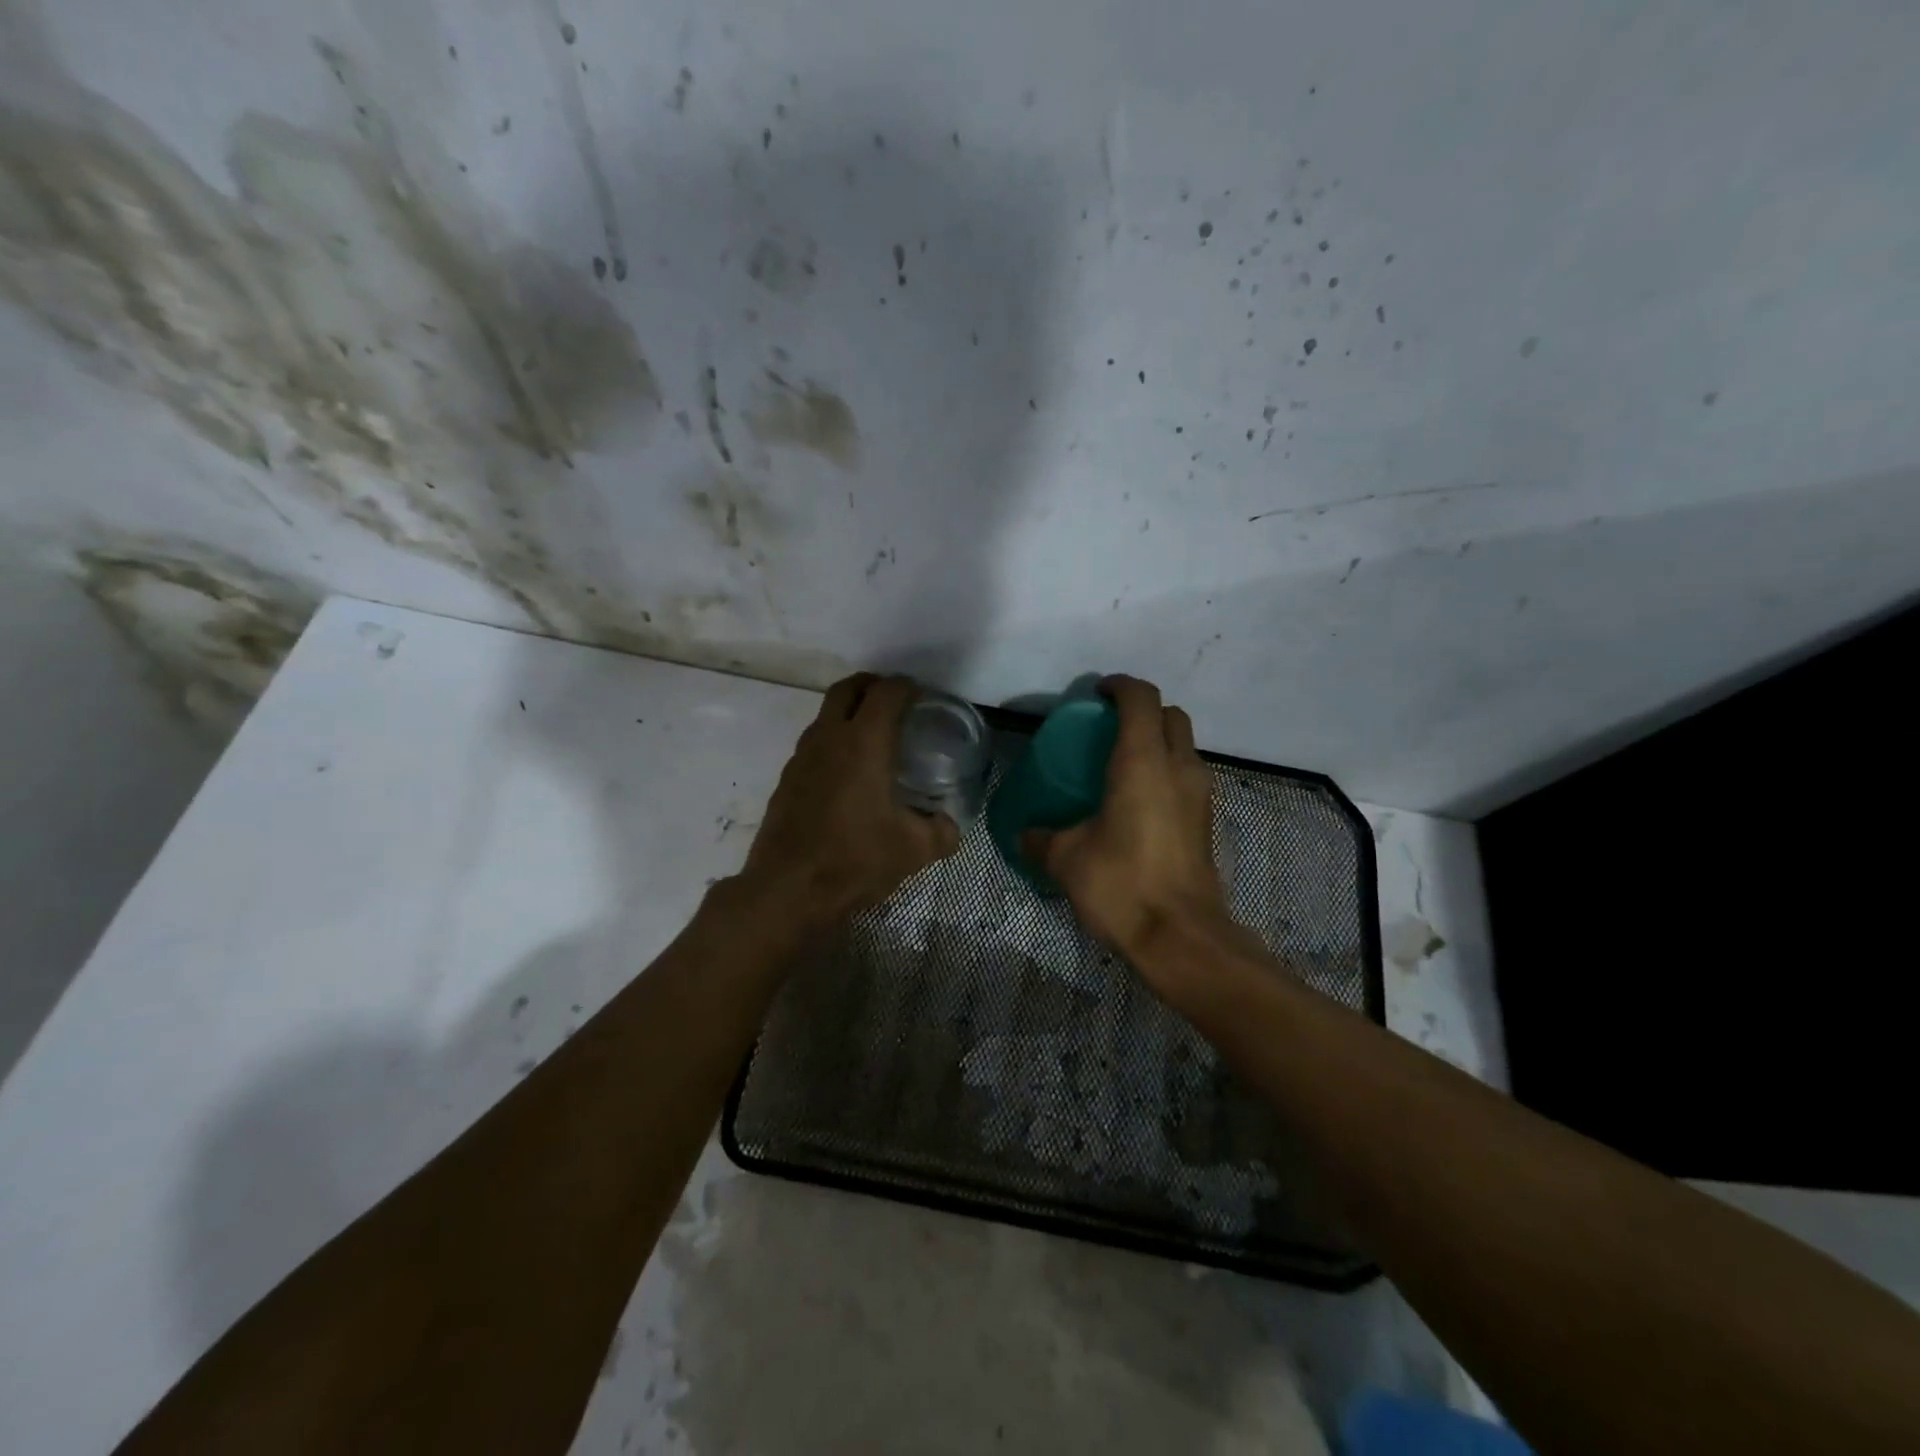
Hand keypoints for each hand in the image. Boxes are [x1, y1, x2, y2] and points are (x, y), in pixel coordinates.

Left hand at [737, 673, 959, 928]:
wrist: (787, 891)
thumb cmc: (854, 860)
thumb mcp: (913, 850)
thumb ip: (941, 832)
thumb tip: (951, 826)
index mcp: (863, 743)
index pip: (886, 692)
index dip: (907, 687)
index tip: (922, 697)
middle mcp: (828, 739)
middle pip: (848, 688)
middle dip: (872, 685)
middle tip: (895, 702)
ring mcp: (801, 758)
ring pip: (825, 715)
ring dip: (849, 713)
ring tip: (873, 738)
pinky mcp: (786, 780)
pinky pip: (813, 745)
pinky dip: (833, 743)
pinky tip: (847, 776)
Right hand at [1024, 676, 1232, 964]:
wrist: (1182, 938)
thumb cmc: (1122, 884)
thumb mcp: (1066, 859)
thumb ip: (1041, 837)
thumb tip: (1024, 833)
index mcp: (1143, 762)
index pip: (1141, 698)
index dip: (1119, 686)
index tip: (1096, 694)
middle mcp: (1179, 767)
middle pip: (1170, 715)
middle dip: (1141, 711)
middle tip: (1107, 728)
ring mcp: (1199, 794)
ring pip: (1183, 746)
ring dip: (1157, 742)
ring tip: (1119, 765)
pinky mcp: (1205, 821)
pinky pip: (1186, 776)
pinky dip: (1164, 772)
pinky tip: (1136, 803)